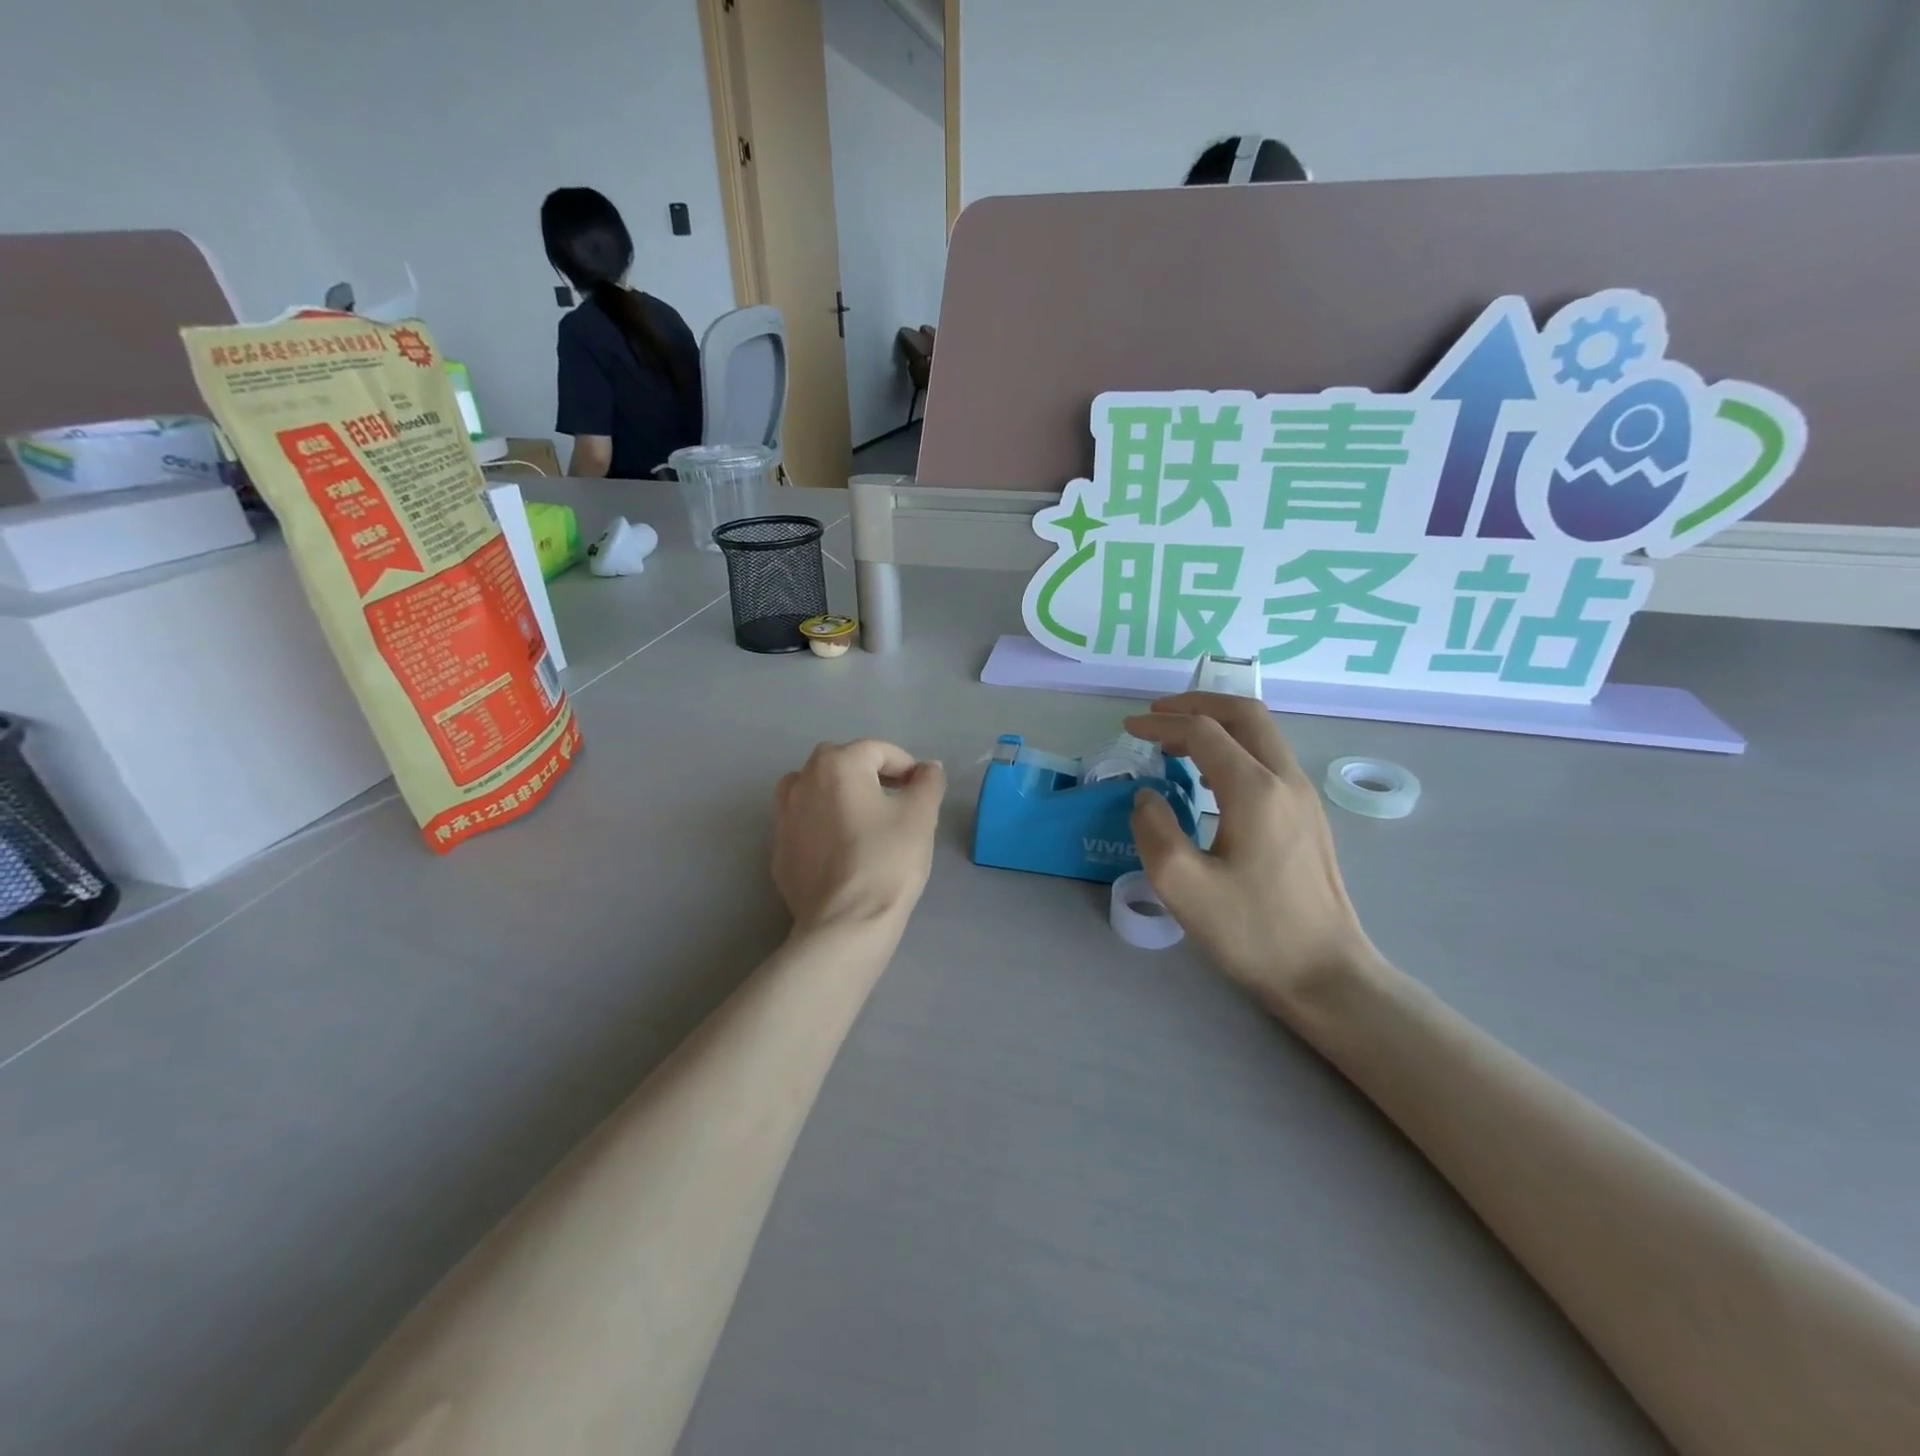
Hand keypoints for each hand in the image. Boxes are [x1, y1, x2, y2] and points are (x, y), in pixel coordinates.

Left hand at [774, 740, 945, 934]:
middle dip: (871, 776)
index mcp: (836, 765)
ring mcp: (783, 817)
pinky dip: (823, 826)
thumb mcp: (921, 816)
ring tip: (865, 823)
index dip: (906, 766)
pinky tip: (844, 853)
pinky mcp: (778, 851)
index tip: (922, 791)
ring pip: (815, 791)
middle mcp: (802, 781)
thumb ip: (928, 782)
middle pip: (841, 764)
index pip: (878, 751)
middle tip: (897, 804)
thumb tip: (927, 768)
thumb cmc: (887, 860)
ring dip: (840, 796)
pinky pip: (805, 825)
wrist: (845, 923)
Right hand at [1124, 695, 1374, 1005]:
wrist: (1326, 974)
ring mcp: (1303, 798)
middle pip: (1245, 714)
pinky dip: (1234, 748)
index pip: (1203, 732)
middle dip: (1198, 704)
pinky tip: (1210, 777)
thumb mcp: (1183, 886)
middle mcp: (1285, 780)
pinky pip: (1269, 759)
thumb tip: (1148, 797)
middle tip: (1157, 715)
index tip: (1128, 730)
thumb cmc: (1253, 931)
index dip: (1160, 724)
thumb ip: (1154, 830)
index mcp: (1254, 790)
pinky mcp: (1309, 818)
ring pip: (1262, 734)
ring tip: (1176, 741)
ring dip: (1218, 724)